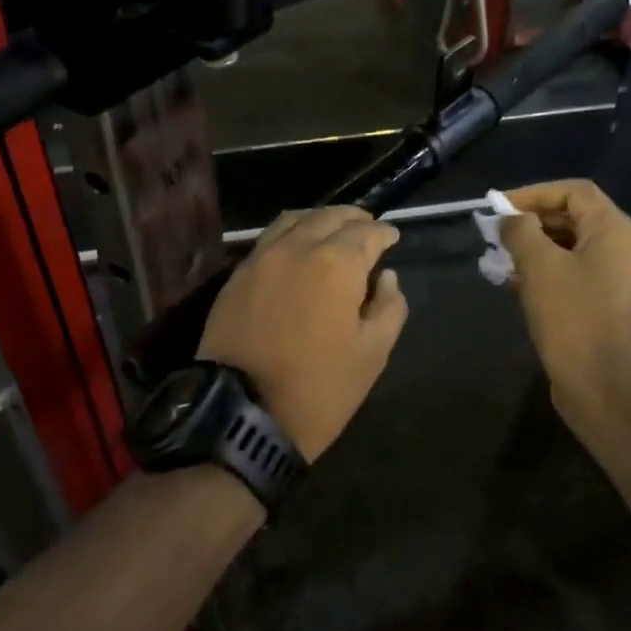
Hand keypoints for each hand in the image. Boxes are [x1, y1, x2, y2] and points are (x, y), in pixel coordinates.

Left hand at [198, 207, 407, 461]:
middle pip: (329, 216)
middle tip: (368, 228)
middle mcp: (297, 248)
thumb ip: (389, 308)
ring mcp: (261, 258)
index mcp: (336, 264)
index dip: (384, 232)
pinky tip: (298, 249)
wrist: (241, 414)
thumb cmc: (318, 388)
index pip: (367, 233)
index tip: (393, 236)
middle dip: (354, 218)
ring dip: (319, 219)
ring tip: (333, 231)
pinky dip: (291, 233)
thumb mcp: (371, 354)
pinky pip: (268, 239)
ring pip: (294, 220)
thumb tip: (387, 277)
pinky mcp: (236, 276)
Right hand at [499, 180, 630, 429]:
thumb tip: (510, 220)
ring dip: (535, 248)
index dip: (534, 193)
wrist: (600, 383)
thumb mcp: (538, 266)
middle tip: (496, 233)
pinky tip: (516, 284)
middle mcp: (624, 248)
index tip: (499, 208)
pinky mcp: (609, 304)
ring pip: (572, 247)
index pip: (573, 191)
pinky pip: (576, 273)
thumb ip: (521, 232)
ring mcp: (620, 278)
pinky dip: (547, 271)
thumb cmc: (571, 316)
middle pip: (574, 217)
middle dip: (532, 222)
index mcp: (615, 230)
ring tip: (500, 258)